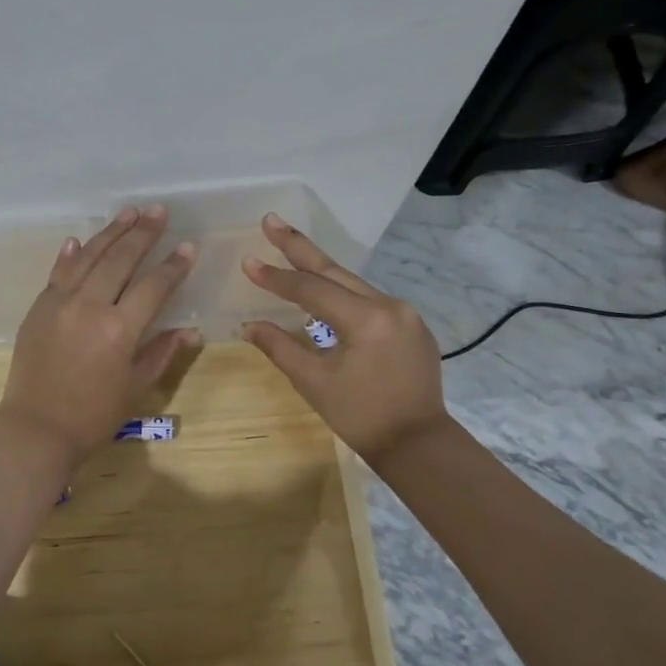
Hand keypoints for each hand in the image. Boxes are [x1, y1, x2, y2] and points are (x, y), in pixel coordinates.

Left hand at [0, 205, 200, 467]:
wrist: (36, 429)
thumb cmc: (93, 415)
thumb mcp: (135, 387)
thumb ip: (162, 352)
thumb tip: (191, 330)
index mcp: (120, 329)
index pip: (153, 285)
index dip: (173, 265)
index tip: (187, 247)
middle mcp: (90, 306)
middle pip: (120, 259)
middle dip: (142, 233)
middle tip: (159, 211)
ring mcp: (59, 302)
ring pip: (89, 257)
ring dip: (110, 232)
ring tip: (129, 212)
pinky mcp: (38, 307)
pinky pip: (58, 272)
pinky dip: (71, 254)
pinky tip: (80, 239)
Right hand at [240, 214, 449, 464]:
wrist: (418, 445)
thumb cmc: (361, 416)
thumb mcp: (314, 382)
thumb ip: (280, 347)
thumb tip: (248, 324)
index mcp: (366, 319)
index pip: (311, 289)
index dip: (276, 276)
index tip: (247, 261)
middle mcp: (390, 306)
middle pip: (335, 271)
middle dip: (299, 247)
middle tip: (271, 220)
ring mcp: (406, 314)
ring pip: (354, 284)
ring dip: (320, 269)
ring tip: (290, 249)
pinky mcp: (413, 327)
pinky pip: (370, 301)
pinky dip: (343, 293)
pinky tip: (325, 291)